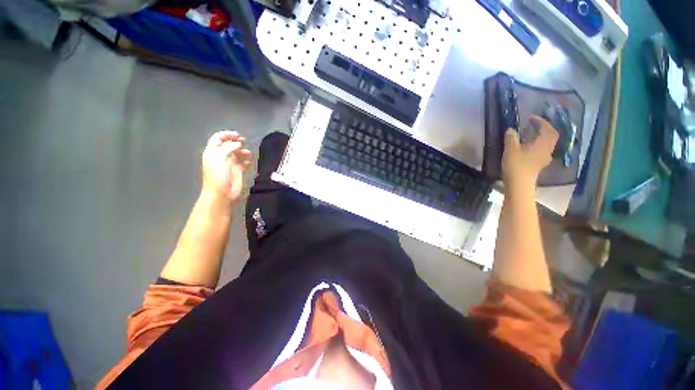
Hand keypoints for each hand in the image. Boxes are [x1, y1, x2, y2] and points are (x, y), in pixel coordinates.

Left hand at [201, 130, 251, 204]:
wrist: (221, 193)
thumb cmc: (218, 175)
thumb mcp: (219, 158)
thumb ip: (228, 148)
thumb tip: (238, 143)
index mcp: (213, 152)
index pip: (218, 138)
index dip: (227, 135)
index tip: (238, 136)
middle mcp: (221, 156)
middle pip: (228, 145)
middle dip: (236, 142)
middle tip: (244, 142)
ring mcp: (229, 164)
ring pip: (237, 153)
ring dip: (243, 151)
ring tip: (248, 154)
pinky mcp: (237, 170)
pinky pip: (243, 162)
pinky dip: (247, 161)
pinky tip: (249, 163)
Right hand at [502, 116, 558, 186]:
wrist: (519, 184)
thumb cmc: (516, 165)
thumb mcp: (511, 149)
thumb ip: (511, 138)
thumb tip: (511, 129)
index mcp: (542, 143)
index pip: (547, 128)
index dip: (540, 121)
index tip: (530, 118)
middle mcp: (547, 149)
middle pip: (551, 135)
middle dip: (544, 128)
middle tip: (534, 124)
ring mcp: (544, 158)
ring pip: (548, 143)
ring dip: (542, 136)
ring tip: (531, 135)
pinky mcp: (539, 164)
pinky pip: (543, 150)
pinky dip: (538, 144)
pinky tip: (529, 147)